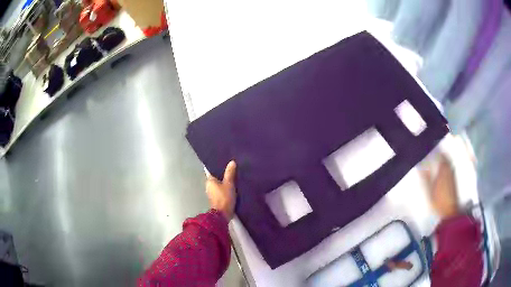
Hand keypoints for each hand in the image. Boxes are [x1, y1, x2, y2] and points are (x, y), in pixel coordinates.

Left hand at [206, 161, 236, 220]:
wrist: (223, 215)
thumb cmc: (224, 197)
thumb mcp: (229, 184)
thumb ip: (230, 173)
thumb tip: (231, 162)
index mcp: (209, 181)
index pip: (212, 170)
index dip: (218, 167)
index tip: (224, 162)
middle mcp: (208, 186)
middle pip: (216, 177)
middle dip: (222, 174)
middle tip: (231, 169)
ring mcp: (212, 193)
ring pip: (219, 184)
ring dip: (224, 182)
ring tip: (233, 177)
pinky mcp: (217, 199)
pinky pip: (221, 190)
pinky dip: (225, 188)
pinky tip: (232, 186)